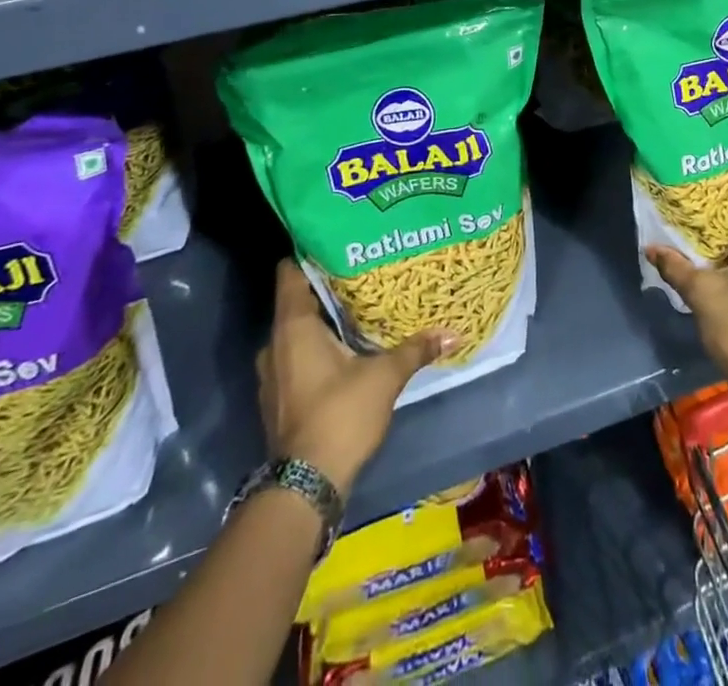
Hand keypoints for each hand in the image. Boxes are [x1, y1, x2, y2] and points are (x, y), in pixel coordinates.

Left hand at [259, 260, 458, 495]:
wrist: (305, 487)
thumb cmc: (340, 415)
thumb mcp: (385, 376)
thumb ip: (416, 349)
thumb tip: (454, 332)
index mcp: (293, 327)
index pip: (290, 273)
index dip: (311, 252)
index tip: (340, 240)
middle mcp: (275, 345)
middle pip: (297, 301)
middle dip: (327, 287)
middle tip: (362, 271)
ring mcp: (274, 374)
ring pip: (297, 331)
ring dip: (323, 321)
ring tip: (359, 306)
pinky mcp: (280, 398)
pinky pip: (297, 356)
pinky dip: (318, 347)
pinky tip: (347, 347)